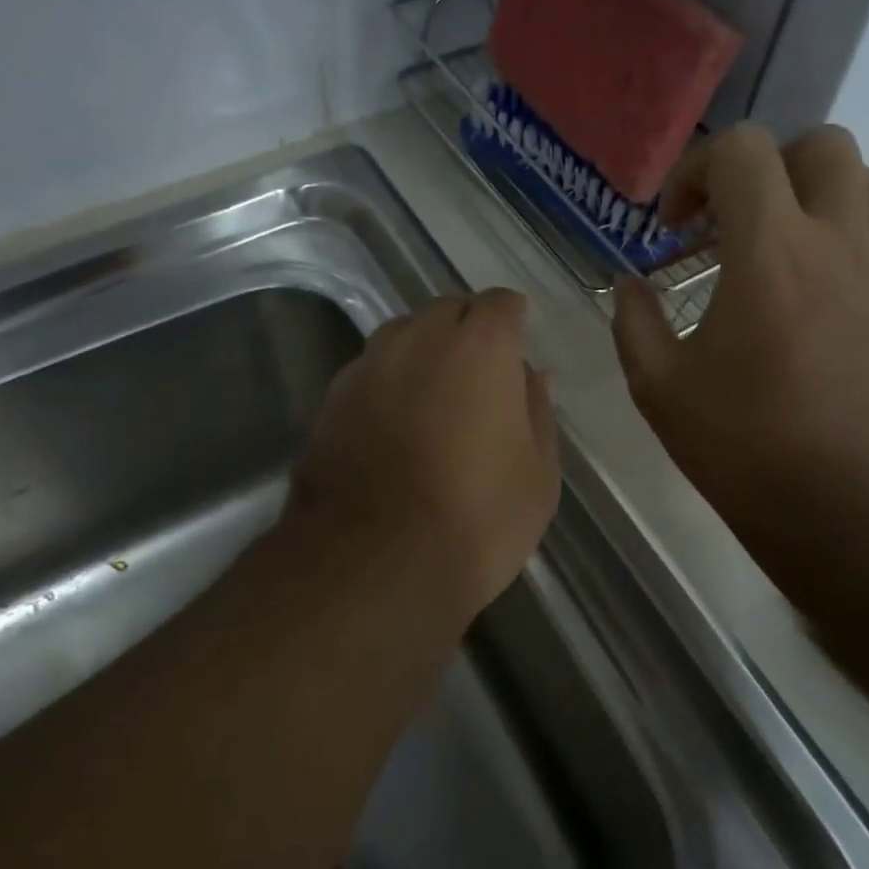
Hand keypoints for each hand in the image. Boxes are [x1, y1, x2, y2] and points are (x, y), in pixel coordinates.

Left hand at [287, 289, 560, 626]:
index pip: (500, 303)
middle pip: (448, 310)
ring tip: (437, 394)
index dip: (512, 319)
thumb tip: (533, 375)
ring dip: (425, 350)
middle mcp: (419, 340)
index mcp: (480, 347)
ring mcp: (368, 367)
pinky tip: (396, 422)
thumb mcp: (537, 472)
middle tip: (482, 372)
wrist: (374, 565)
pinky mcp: (331, 400)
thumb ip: (537, 411)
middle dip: (468, 328)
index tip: (518, 342)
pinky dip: (390, 381)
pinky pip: (371, 370)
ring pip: (403, 335)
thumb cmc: (478, 518)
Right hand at [612, 123, 868, 530]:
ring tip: (775, 246)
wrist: (841, 505)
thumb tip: (631, 285)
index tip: (674, 226)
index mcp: (771, 251)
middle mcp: (836, 244)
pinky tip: (805, 301)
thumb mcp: (658, 386)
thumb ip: (634, 320)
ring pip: (865, 185)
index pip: (744, 151)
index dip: (696, 171)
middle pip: (823, 146)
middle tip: (731, 220)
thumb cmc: (741, 444)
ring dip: (813, 196)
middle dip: (767, 167)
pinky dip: (837, 245)